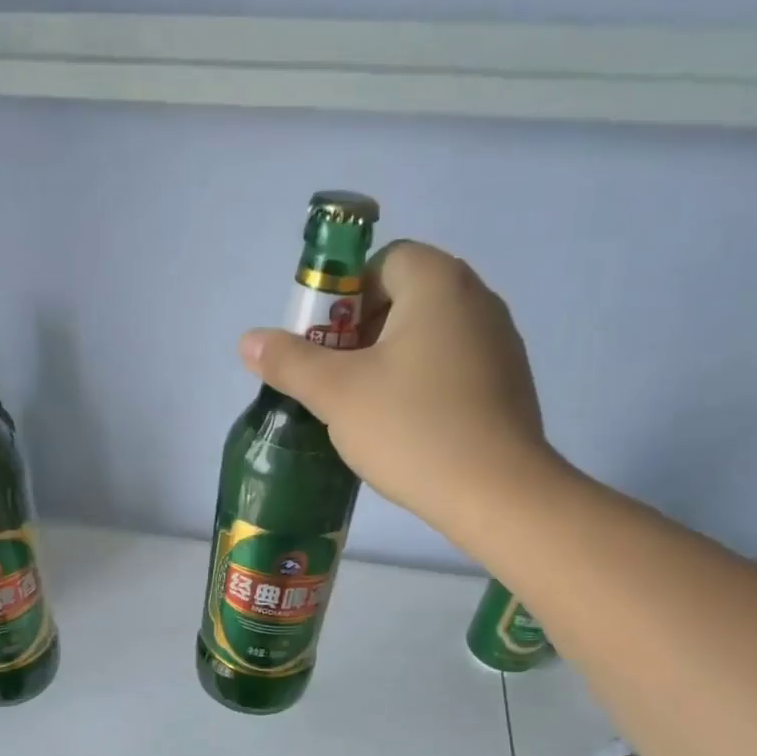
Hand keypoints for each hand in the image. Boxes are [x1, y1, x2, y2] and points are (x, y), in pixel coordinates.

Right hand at [239, 241, 551, 526]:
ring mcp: (499, 343)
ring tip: (367, 411)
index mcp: (438, 283)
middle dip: (361, 334)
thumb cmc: (411, 428)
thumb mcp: (336, 393)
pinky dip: (423, 385)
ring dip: (390, 362)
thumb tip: (248, 340)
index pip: (382, 262)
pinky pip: (452, 368)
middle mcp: (477, 299)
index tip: (326, 346)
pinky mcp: (508, 384)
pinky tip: (407, 429)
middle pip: (404, 298)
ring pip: (427, 336)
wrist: (497, 493)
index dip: (343, 298)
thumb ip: (288, 361)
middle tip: (337, 382)